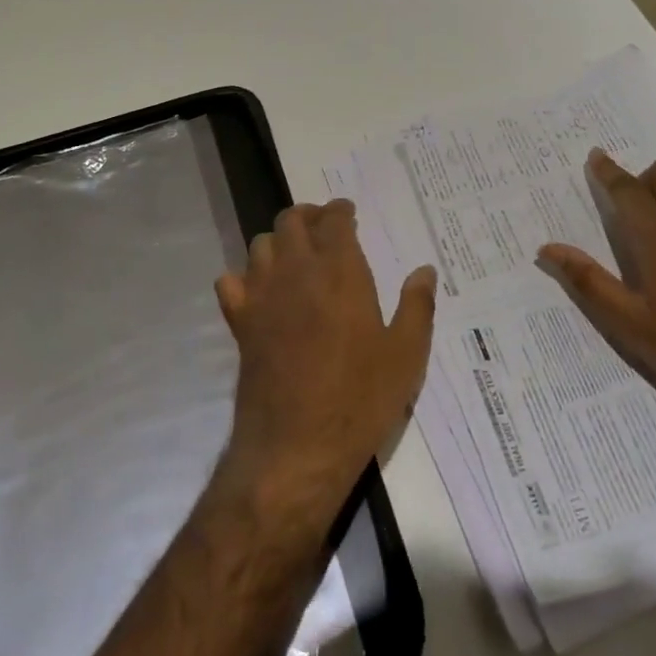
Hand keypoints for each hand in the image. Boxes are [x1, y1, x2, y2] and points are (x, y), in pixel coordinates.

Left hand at [214, 200, 436, 517]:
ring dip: (278, 241)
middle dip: (308, 215)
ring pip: (260, 244)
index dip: (340, 210)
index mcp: (340, 271)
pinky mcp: (240, 322)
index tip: (348, 212)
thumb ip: (417, 306)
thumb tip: (425, 270)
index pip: (334, 220)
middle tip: (323, 227)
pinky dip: (243, 277)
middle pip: (291, 221)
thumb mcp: (405, 355)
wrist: (297, 445)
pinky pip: (230, 281)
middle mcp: (297, 271)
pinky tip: (259, 291)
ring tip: (294, 255)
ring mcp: (262, 294)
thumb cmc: (360, 399)